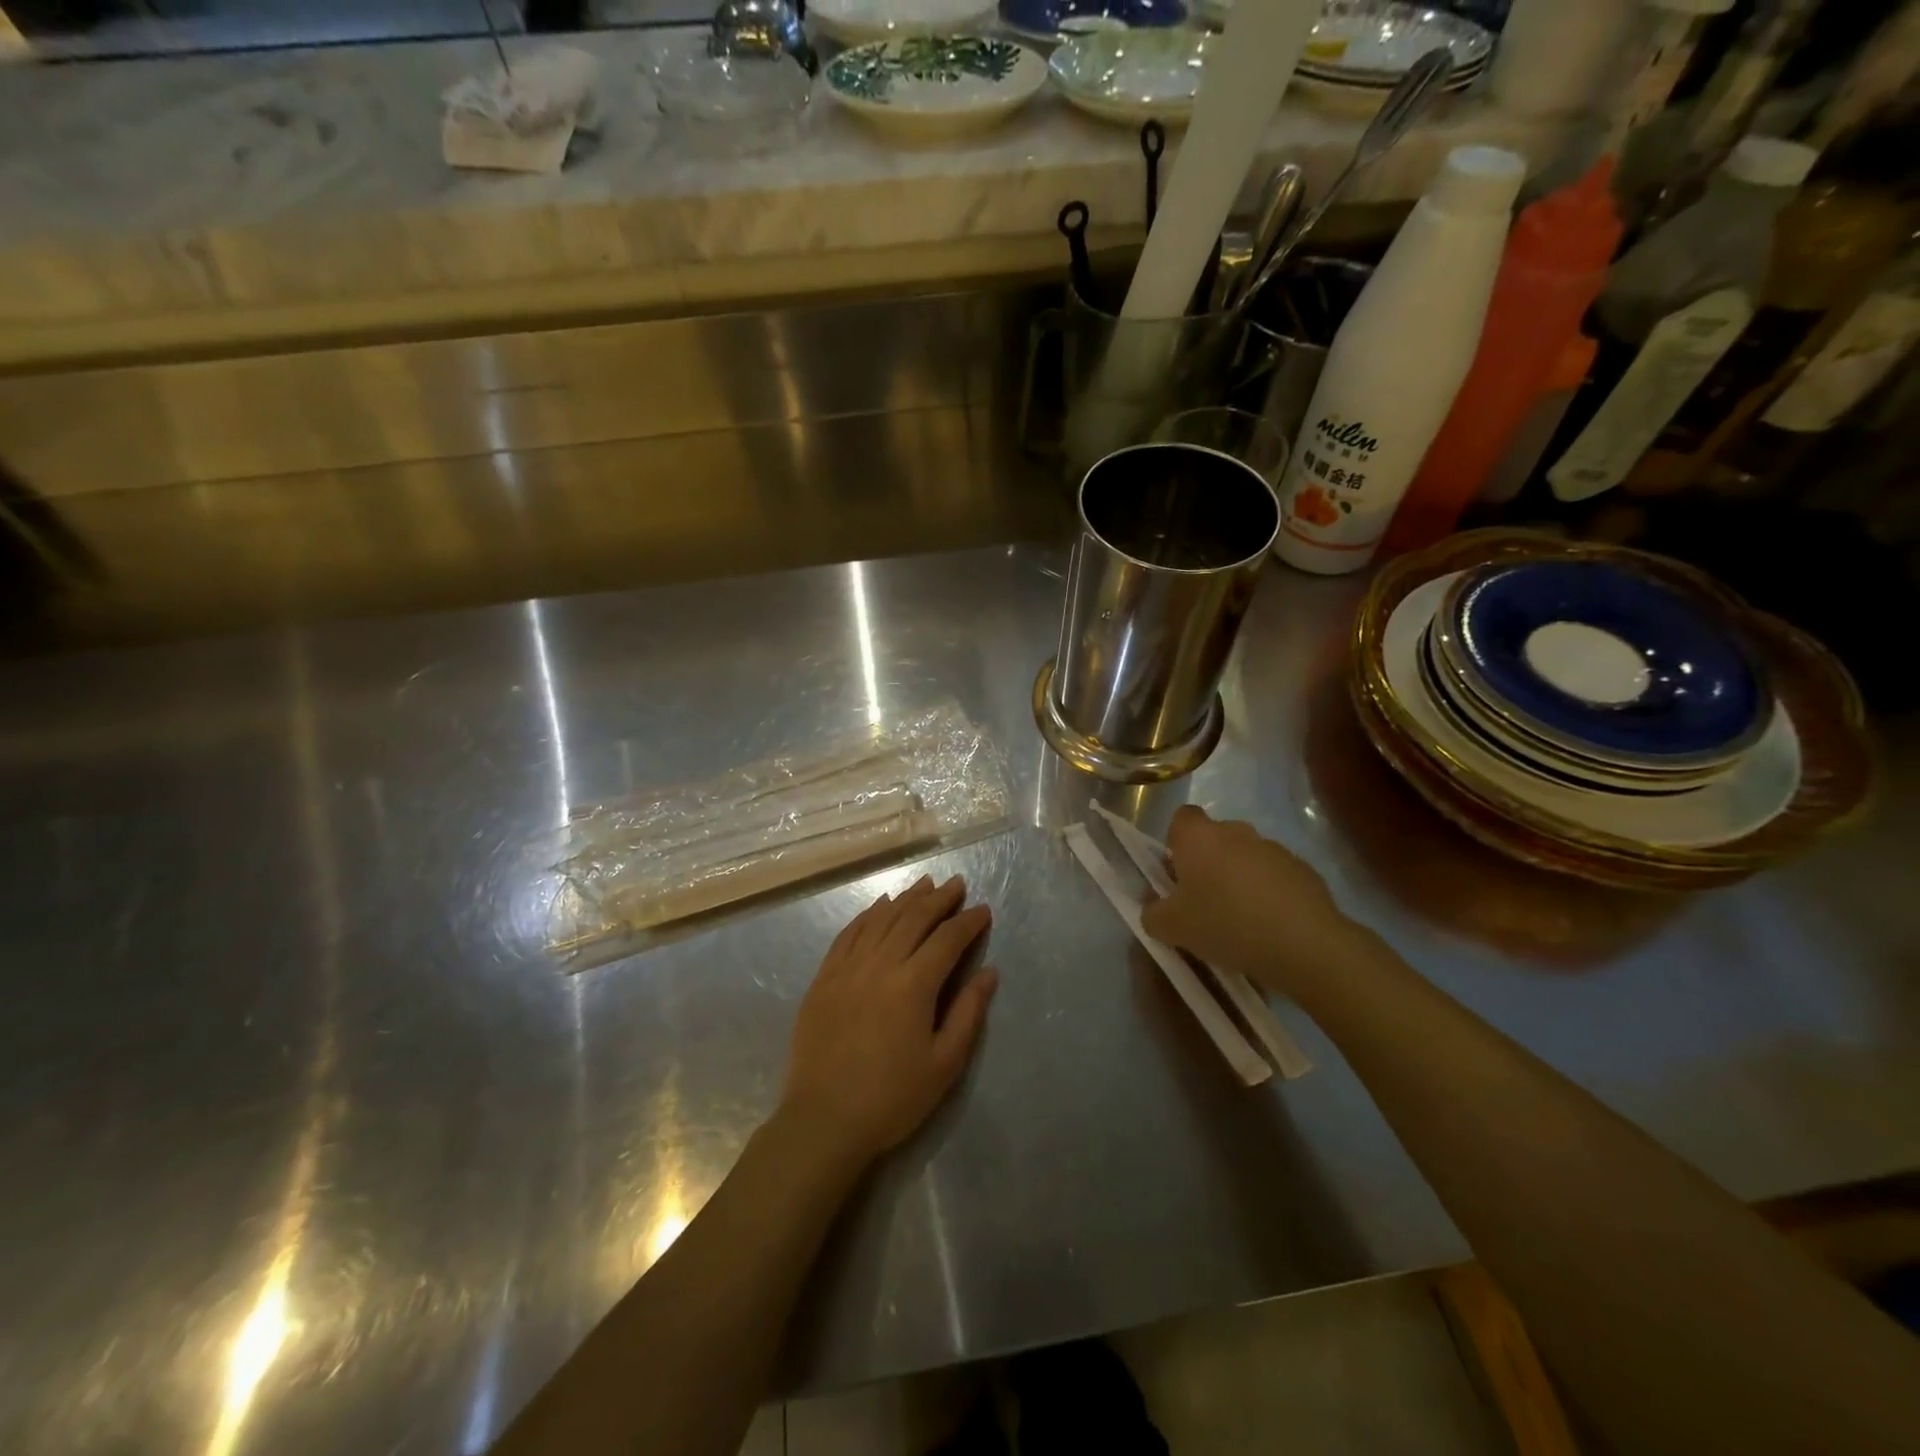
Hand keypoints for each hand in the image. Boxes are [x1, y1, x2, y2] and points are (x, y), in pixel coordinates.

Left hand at [779, 874, 996, 1172]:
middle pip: (913, 918)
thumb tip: (988, 972)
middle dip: (939, 899)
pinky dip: (868, 914)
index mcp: (913, 985)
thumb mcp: (944, 1064)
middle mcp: (880, 964)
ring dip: (905, 899)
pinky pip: (848, 933)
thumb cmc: (892, 1098)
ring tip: (925, 884)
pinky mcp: (824, 977)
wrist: (823, 1121)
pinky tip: (880, 906)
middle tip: (957, 885)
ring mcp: (847, 968)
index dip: (968, 922)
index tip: (983, 910)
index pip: (947, 939)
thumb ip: (968, 1013)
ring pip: (880, 919)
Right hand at [1141, 805, 1376, 998]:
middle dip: (1208, 864)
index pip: (1181, 818)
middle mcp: (1236, 831)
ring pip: (1246, 857)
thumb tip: (1153, 908)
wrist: (1304, 944)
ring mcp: (1273, 848)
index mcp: (1199, 837)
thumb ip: (1152, 914)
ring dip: (1239, 878)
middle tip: (1204, 902)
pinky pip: (1275, 876)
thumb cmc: (1225, 924)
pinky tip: (1270, 926)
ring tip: (1240, 921)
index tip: (1177, 874)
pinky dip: (1269, 893)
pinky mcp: (1304, 869)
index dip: (1176, 842)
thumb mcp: (1172, 928)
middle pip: (1214, 839)